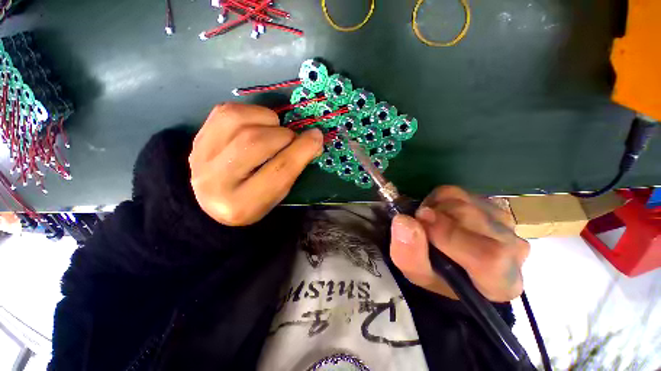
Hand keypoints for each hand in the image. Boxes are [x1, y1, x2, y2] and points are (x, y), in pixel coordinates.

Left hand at [189, 103, 322, 225]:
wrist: (215, 199)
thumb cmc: (254, 200)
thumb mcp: (277, 194)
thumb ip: (294, 168)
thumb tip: (313, 138)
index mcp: (243, 205)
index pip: (280, 171)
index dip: (302, 150)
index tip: (316, 137)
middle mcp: (216, 183)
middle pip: (257, 143)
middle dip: (284, 136)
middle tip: (292, 139)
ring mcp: (201, 157)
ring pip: (240, 122)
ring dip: (269, 122)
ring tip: (274, 132)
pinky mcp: (198, 138)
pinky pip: (227, 111)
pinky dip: (252, 113)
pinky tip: (258, 124)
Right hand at [389, 186, 529, 301]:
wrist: (451, 264)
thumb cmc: (437, 276)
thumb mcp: (416, 273)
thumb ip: (409, 253)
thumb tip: (404, 221)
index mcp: (500, 282)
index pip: (489, 257)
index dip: (451, 235)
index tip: (421, 219)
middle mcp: (513, 250)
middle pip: (472, 218)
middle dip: (436, 216)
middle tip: (420, 224)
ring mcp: (505, 223)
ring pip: (464, 200)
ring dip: (435, 207)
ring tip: (429, 222)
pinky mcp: (492, 205)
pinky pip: (460, 192)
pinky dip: (440, 199)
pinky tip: (438, 214)